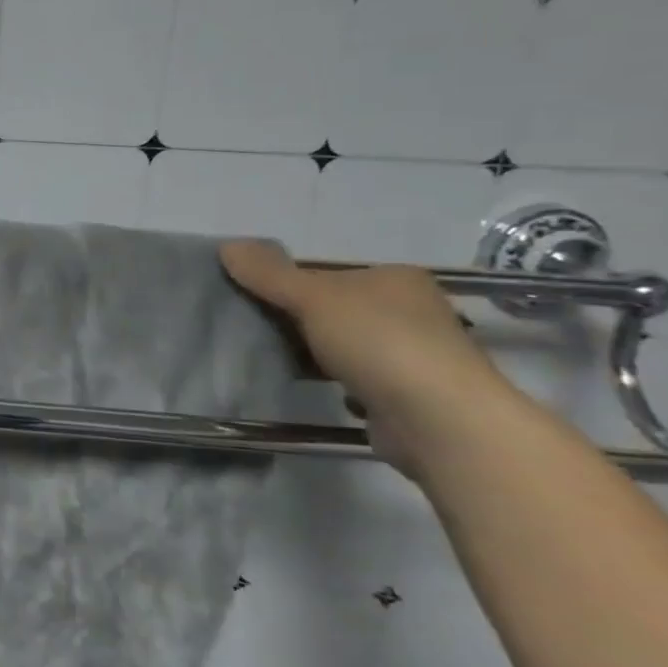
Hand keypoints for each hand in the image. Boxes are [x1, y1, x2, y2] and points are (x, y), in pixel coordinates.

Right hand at [220, 240, 518, 468]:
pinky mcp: (404, 394)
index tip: (249, 296)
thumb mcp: (313, 297)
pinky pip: (353, 379)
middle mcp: (410, 311)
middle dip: (294, 318)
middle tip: (249, 326)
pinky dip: (330, 382)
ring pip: (341, 344)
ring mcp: (411, 355)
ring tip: (266, 356)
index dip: (285, 281)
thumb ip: (269, 273)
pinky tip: (306, 385)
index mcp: (394, 279)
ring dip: (310, 351)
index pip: (327, 272)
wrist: (439, 421)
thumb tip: (228, 245)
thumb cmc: (379, 342)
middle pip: (332, 308)